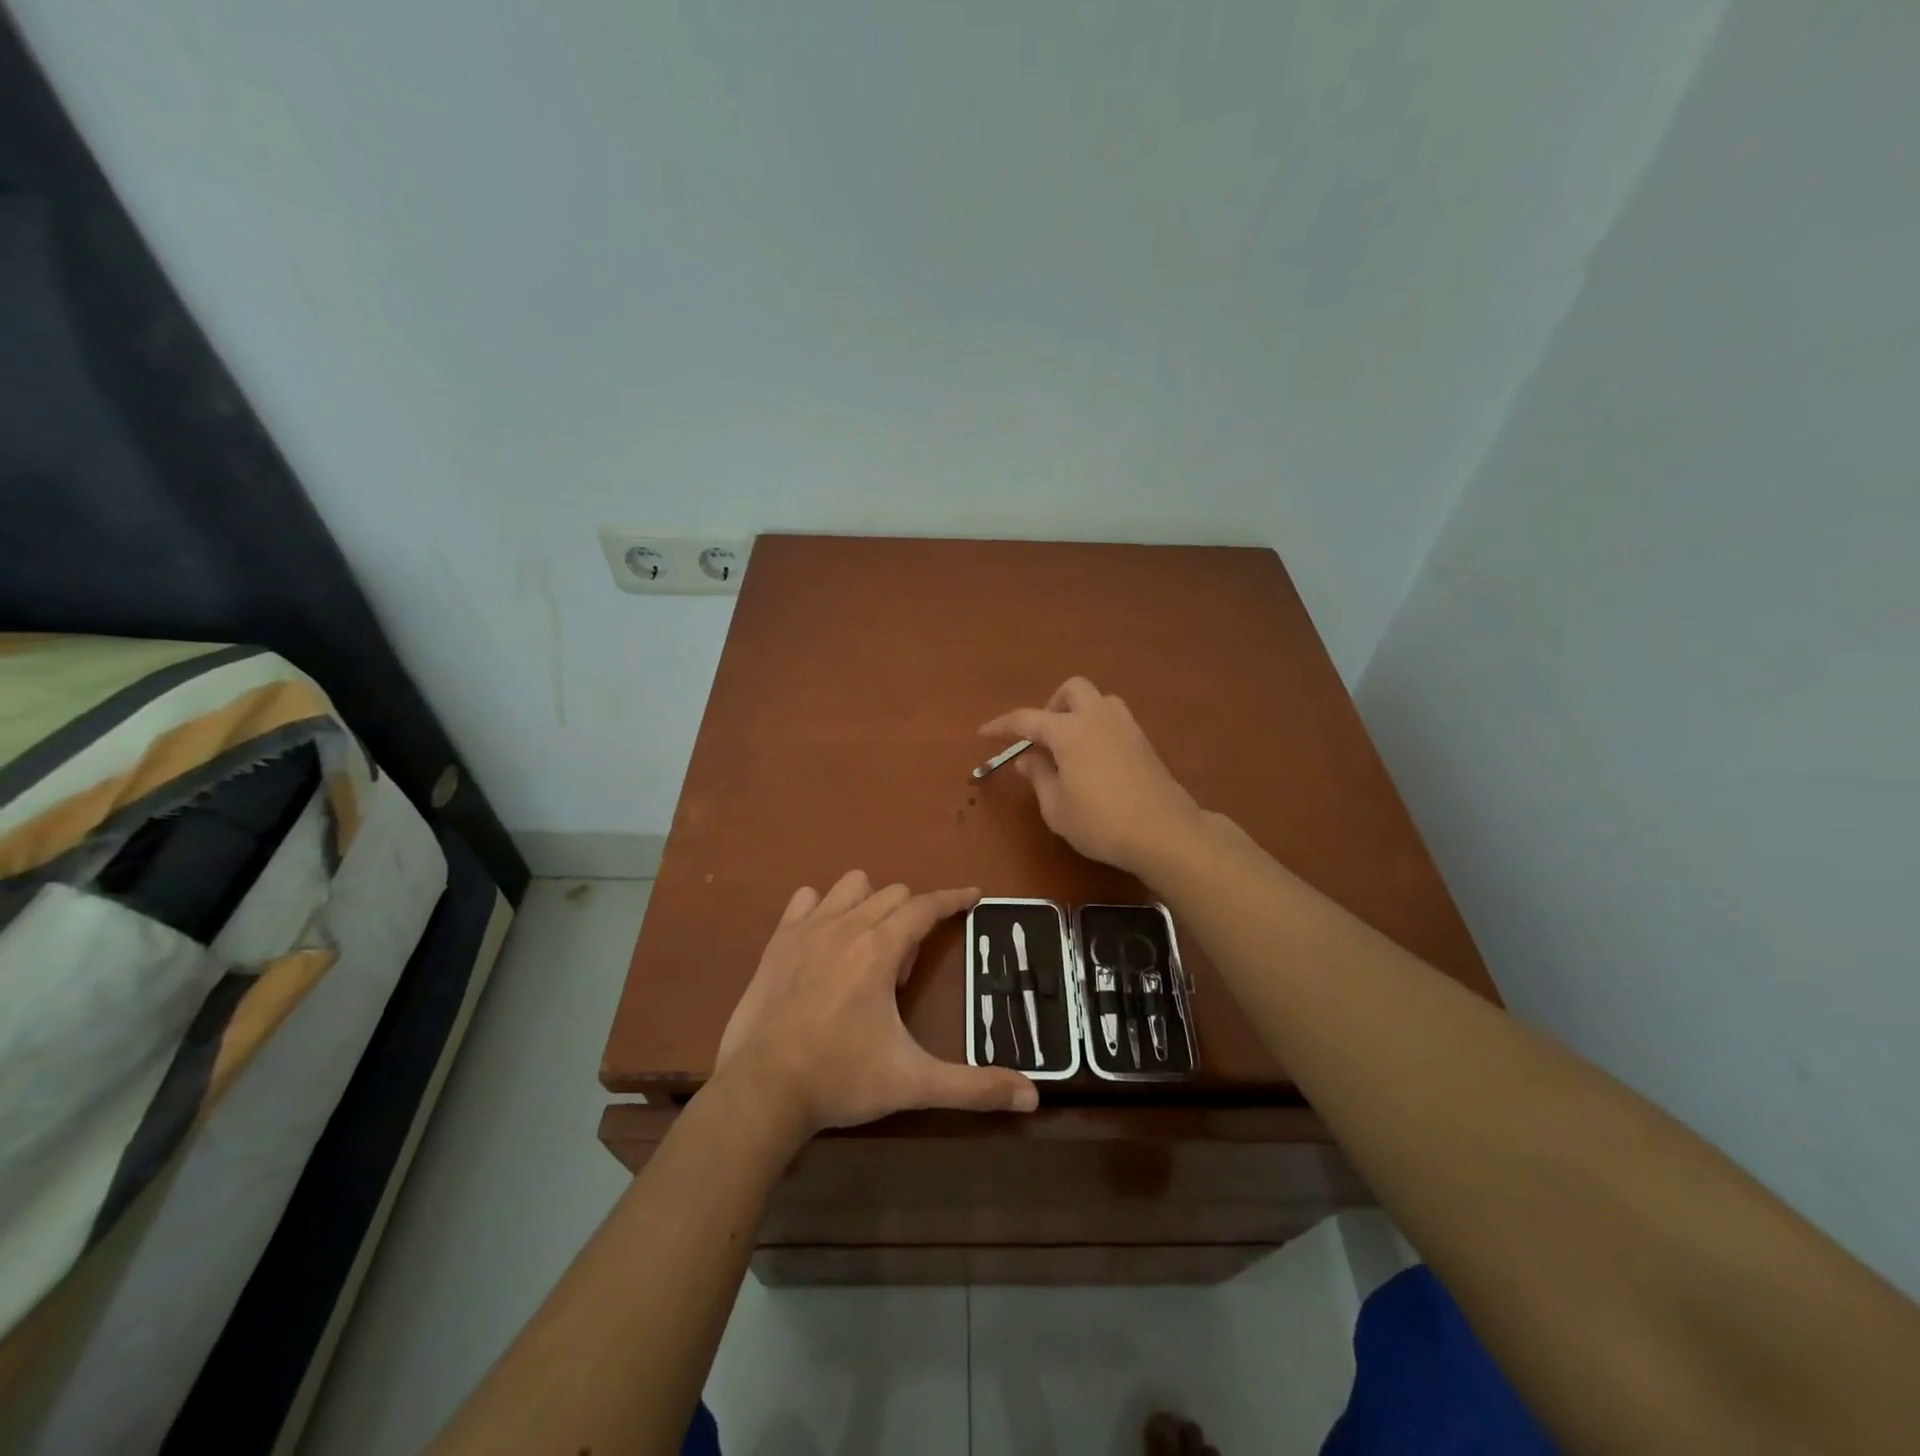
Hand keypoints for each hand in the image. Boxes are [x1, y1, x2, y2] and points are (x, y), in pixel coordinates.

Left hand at [715, 871, 1038, 1137]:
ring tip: (868, 948)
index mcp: (880, 950)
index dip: (954, 899)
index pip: (926, 906)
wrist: (761, 1091)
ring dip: (870, 903)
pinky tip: (824, 940)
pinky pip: (806, 898)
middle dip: (912, 917)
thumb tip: (1032, 1098)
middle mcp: (847, 926)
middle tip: (904, 970)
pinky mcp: (777, 940)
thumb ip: (974, 1087)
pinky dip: (823, 908)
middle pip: (893, 894)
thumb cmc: (840, 1079)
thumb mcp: (913, 1084)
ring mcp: (807, 929)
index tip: (973, 895)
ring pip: (852, 885)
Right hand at [980, 677, 1203, 875]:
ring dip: (1079, 713)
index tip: (984, 733)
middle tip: (1043, 737)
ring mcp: (1126, 726)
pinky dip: (1098, 728)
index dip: (1002, 725)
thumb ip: (1038, 777)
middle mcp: (1097, 718)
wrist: (1164, 832)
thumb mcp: (1056, 808)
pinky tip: (1094, 760)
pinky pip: (1114, 720)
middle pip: (1072, 689)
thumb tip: (1026, 758)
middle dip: (1052, 705)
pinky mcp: (1144, 742)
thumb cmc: (1100, 823)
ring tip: (1070, 747)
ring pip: (1099, 700)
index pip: (1026, 719)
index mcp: (1069, 731)